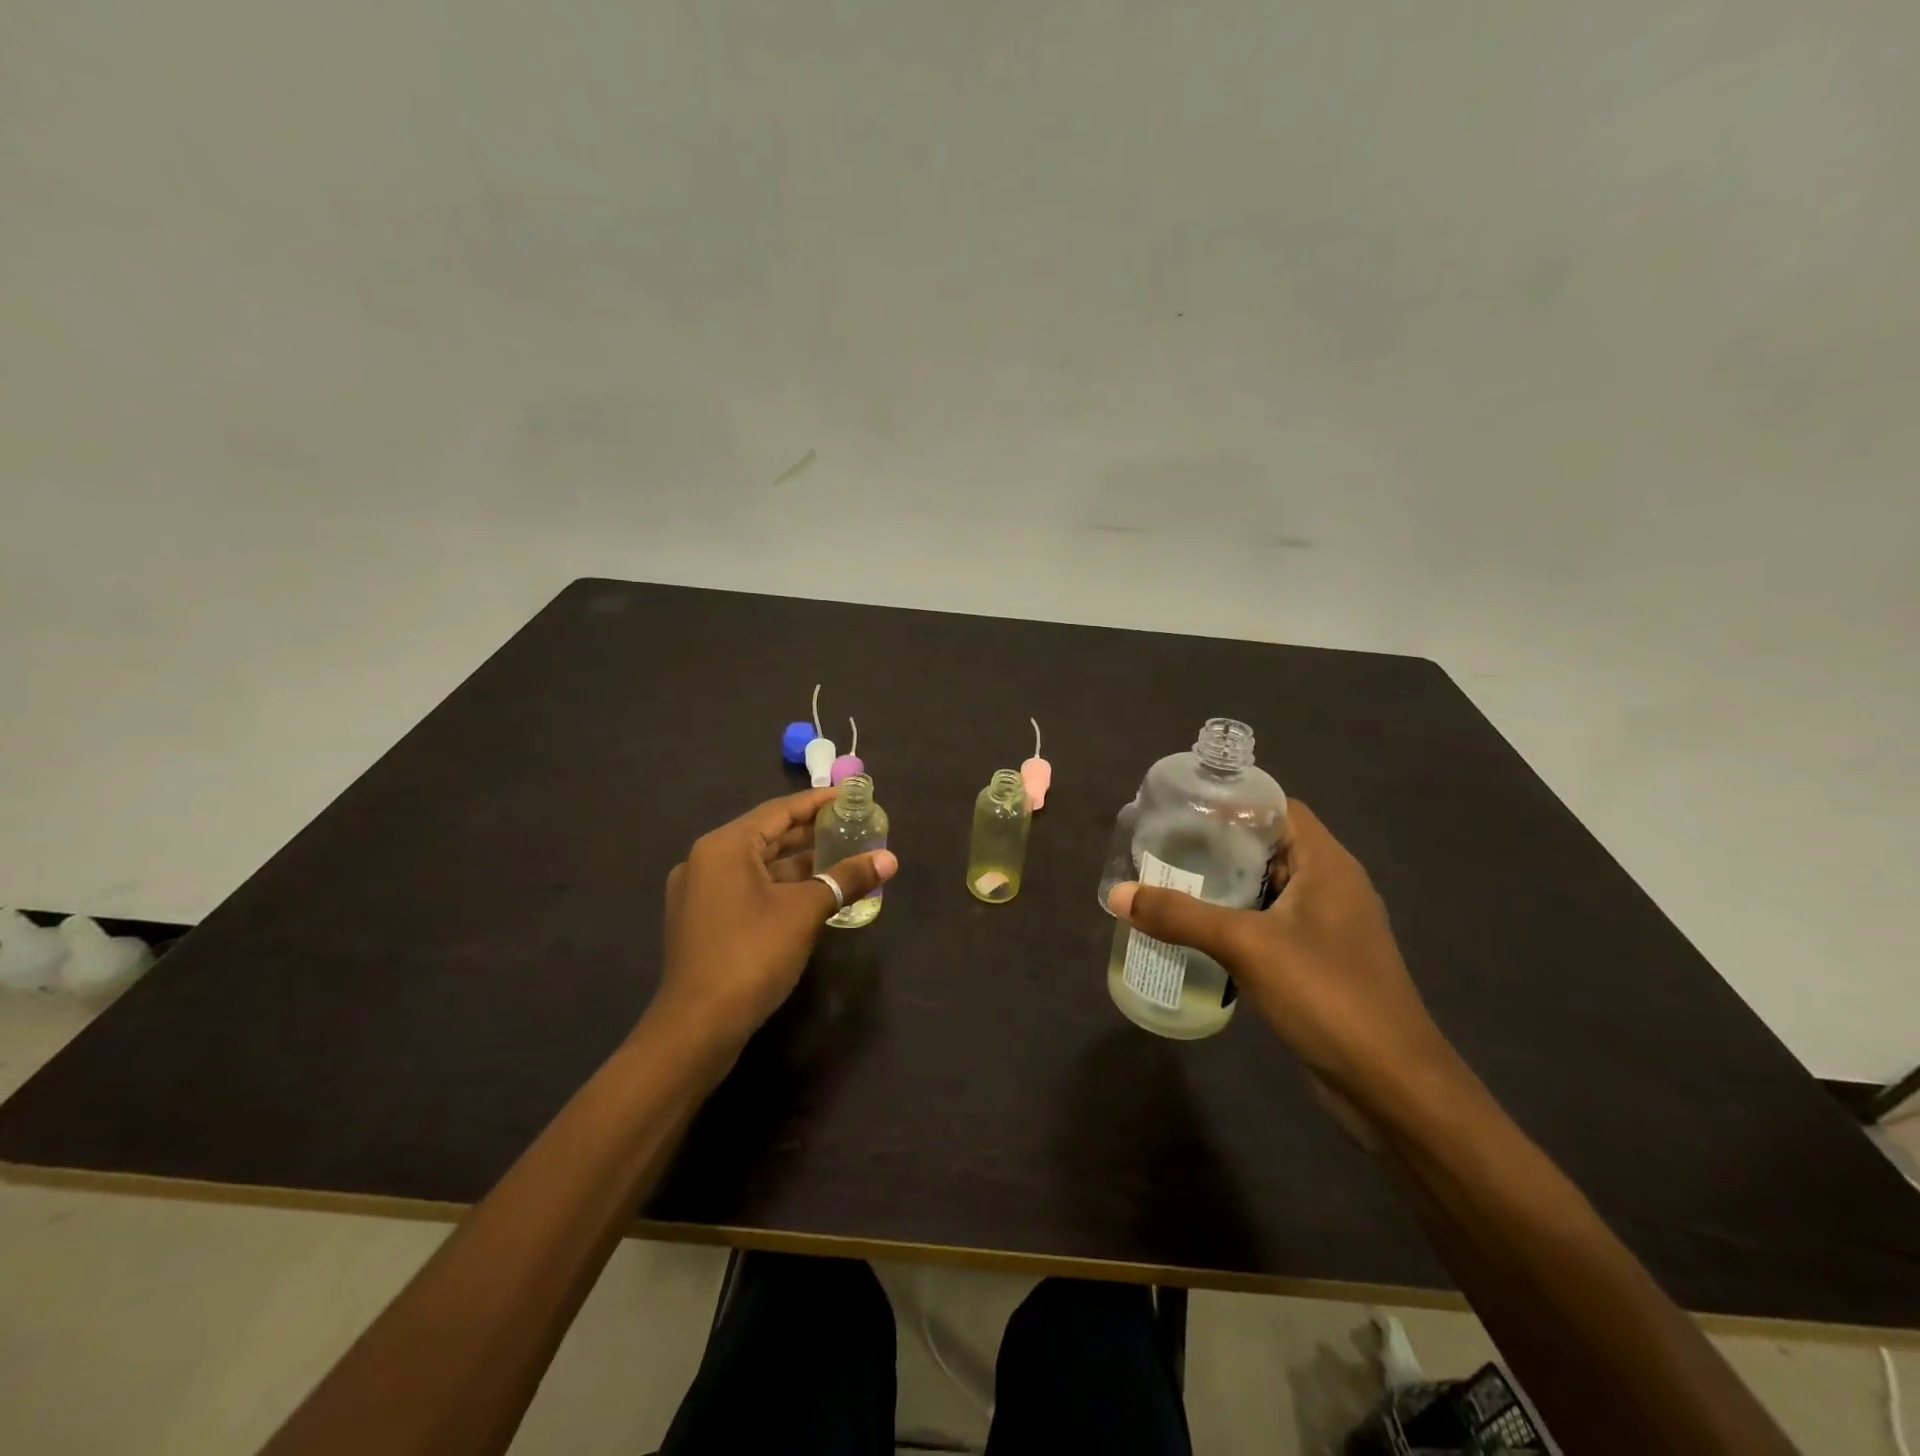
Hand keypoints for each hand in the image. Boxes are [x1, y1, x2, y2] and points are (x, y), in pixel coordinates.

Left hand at [656, 788, 897, 1048]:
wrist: (698, 1026)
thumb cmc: (752, 954)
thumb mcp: (805, 911)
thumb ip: (846, 879)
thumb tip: (889, 859)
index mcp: (725, 846)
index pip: (779, 810)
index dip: (817, 803)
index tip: (849, 798)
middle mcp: (706, 861)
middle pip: (766, 835)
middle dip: (809, 833)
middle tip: (850, 826)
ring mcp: (699, 893)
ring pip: (757, 866)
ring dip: (796, 863)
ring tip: (838, 858)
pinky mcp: (702, 921)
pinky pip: (746, 889)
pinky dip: (778, 886)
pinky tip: (810, 894)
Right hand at [1106, 801, 1457, 1117]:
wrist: (1392, 1087)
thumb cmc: (1327, 995)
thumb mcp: (1246, 946)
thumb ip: (1180, 916)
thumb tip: (1118, 894)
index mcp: (1327, 865)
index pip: (1277, 809)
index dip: (1233, 804)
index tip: (1182, 810)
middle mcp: (1331, 887)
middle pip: (1268, 848)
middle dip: (1217, 847)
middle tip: (1163, 848)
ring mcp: (1328, 928)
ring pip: (1267, 891)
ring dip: (1224, 888)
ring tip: (1170, 885)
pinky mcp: (1319, 963)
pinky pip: (1270, 927)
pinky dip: (1236, 923)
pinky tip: (1198, 935)